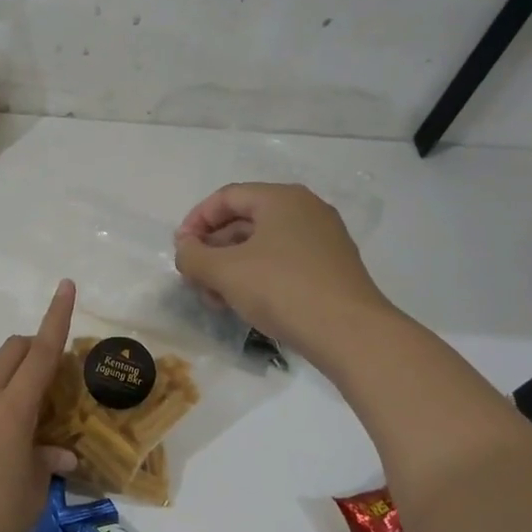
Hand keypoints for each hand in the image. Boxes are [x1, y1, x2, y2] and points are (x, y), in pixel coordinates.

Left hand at [0, 280, 79, 531]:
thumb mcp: (34, 491)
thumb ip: (48, 462)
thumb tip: (60, 453)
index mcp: (12, 407)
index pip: (41, 351)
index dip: (57, 317)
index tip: (66, 285)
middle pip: (11, 352)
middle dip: (35, 345)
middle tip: (56, 371)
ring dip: (15, 381)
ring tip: (33, 421)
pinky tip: (2, 449)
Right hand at [174, 183, 389, 360]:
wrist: (351, 334)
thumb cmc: (282, 290)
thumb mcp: (225, 272)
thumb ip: (193, 256)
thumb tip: (185, 249)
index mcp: (281, 199)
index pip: (226, 197)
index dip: (196, 220)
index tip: (180, 250)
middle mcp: (305, 210)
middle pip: (244, 221)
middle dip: (212, 250)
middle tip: (194, 279)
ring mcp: (322, 240)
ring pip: (262, 245)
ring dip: (230, 268)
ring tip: (215, 299)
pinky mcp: (331, 268)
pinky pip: (282, 262)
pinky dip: (256, 277)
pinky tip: (243, 305)